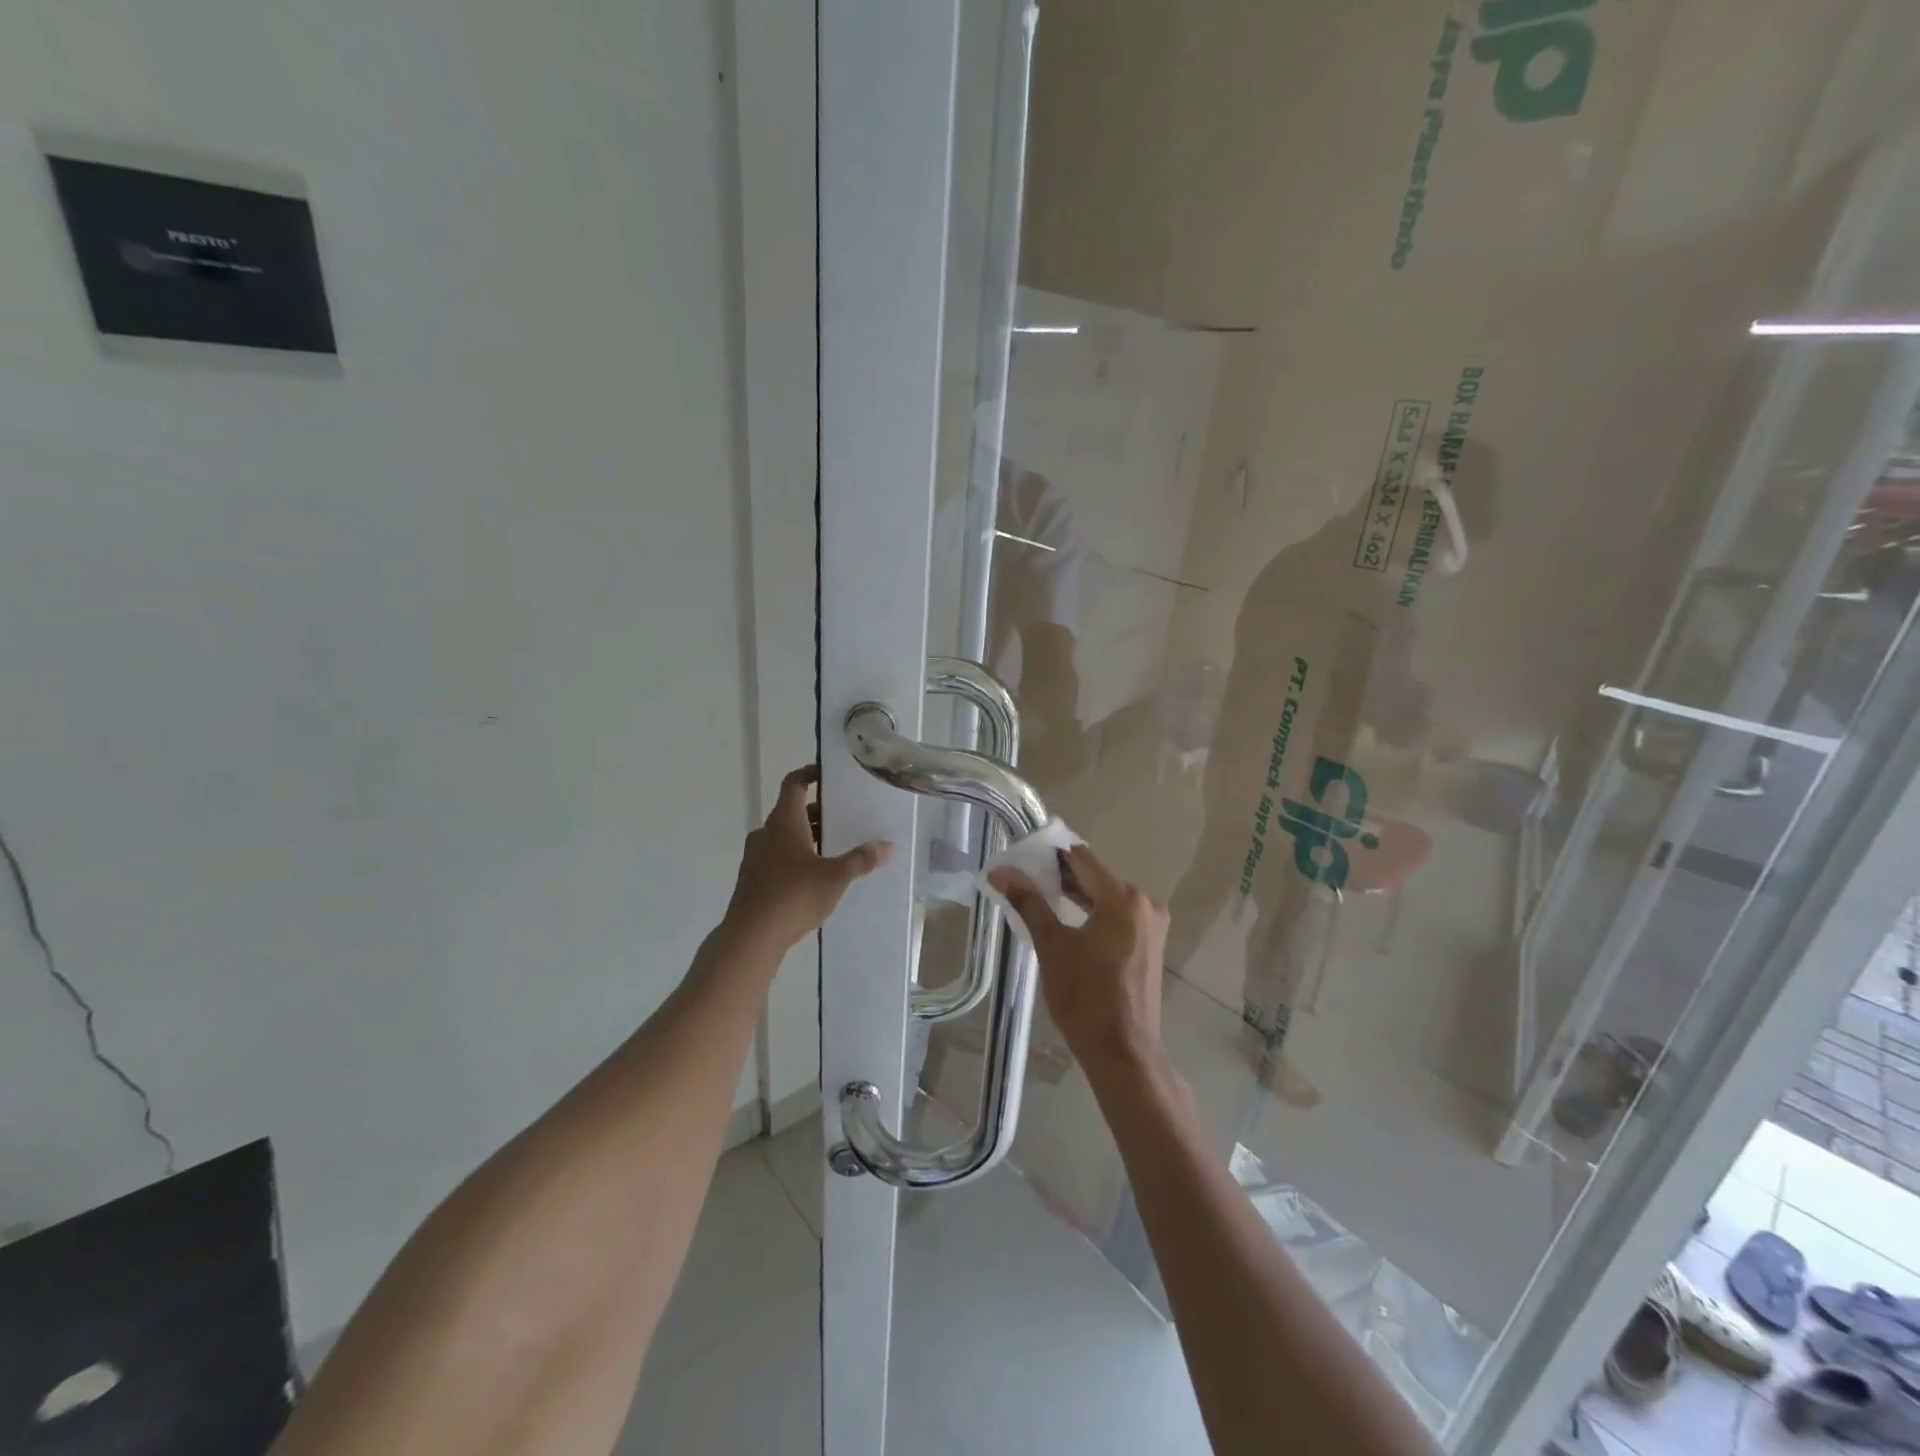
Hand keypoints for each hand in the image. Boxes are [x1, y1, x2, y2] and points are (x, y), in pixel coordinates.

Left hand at [724, 766, 890, 952]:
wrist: (751, 936)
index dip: (809, 773)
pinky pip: (777, 856)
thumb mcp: (835, 877)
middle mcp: (766, 832)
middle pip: (792, 811)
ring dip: (807, 836)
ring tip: (834, 848)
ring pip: (784, 836)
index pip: (793, 783)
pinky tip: (815, 876)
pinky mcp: (753, 879)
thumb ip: (861, 860)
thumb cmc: (794, 896)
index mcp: (784, 821)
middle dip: (817, 812)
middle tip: (844, 817)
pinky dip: (796, 856)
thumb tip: (887, 846)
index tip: (828, 775)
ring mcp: (755, 856)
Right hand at [988, 843, 1167, 1081]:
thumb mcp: (1052, 945)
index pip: (1082, 859)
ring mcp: (1151, 926)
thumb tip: (999, 871)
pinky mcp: (1149, 945)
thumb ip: (1028, 902)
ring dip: (1076, 894)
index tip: (1023, 853)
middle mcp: (1144, 904)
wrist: (1122, 1053)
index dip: (1051, 853)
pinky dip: (1092, 913)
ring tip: (1038, 894)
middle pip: (1096, 876)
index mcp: (1123, 897)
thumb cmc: (1085, 997)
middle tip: (1024, 875)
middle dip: (1061, 875)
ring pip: (1107, 897)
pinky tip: (1067, 919)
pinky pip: (1117, 916)